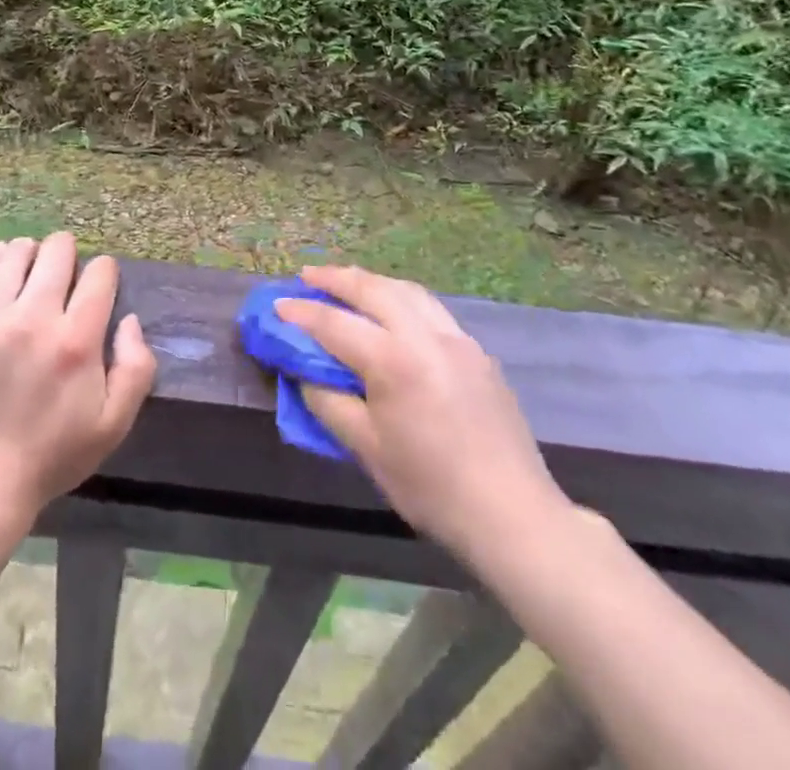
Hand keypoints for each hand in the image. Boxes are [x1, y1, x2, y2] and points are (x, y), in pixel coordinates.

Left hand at [0, 233, 156, 525]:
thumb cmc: (54, 453)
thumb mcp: (114, 423)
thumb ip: (136, 367)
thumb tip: (130, 320)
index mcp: (76, 340)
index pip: (99, 273)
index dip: (104, 272)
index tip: (99, 283)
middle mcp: (33, 319)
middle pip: (56, 251)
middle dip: (67, 252)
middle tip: (64, 268)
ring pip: (14, 255)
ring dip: (29, 253)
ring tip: (30, 263)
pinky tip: (0, 265)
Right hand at [275, 265, 570, 558]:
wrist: (512, 513)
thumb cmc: (431, 487)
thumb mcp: (366, 449)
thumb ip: (329, 402)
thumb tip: (305, 373)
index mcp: (394, 361)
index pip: (335, 324)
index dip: (301, 313)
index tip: (277, 306)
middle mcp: (426, 336)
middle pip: (373, 289)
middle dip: (336, 278)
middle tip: (308, 276)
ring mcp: (457, 339)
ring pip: (407, 290)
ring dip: (372, 281)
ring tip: (348, 283)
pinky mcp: (477, 351)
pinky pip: (431, 308)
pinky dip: (402, 298)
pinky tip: (394, 312)